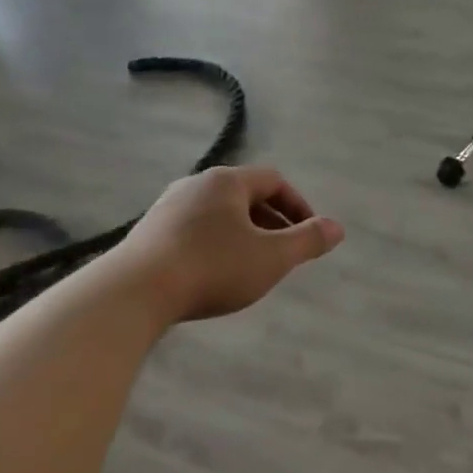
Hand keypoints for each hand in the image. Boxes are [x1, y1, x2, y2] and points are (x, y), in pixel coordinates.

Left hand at [116, 165, 344, 323]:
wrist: (134, 292)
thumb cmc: (212, 268)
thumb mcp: (271, 258)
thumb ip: (307, 241)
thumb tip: (338, 228)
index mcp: (227, 181)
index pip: (274, 180)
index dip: (298, 205)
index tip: (309, 234)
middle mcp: (196, 184)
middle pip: (245, 195)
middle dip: (271, 222)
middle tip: (285, 252)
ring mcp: (168, 207)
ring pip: (218, 214)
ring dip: (243, 234)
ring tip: (253, 265)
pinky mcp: (148, 231)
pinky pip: (194, 229)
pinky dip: (215, 244)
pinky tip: (213, 273)